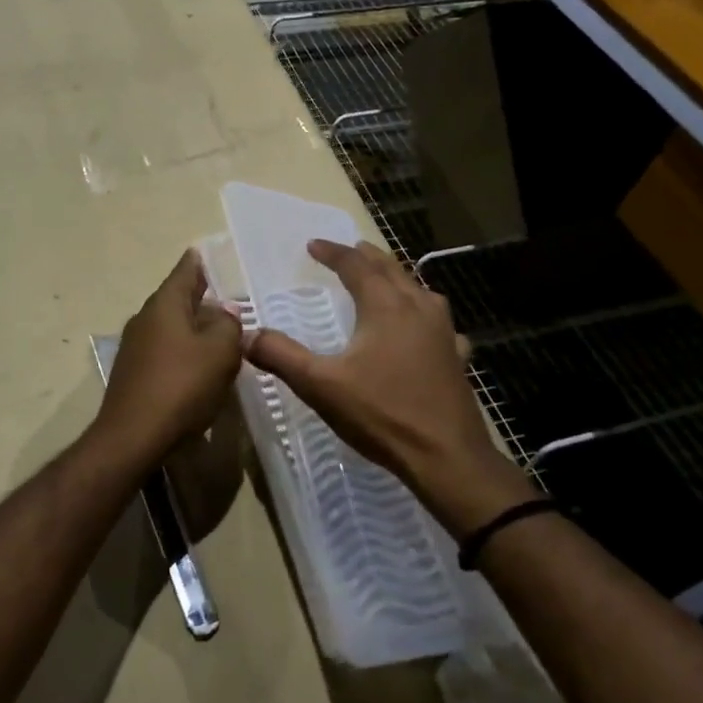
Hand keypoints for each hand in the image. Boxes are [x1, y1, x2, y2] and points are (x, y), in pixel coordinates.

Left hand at [94, 250, 242, 470]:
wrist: (133, 437)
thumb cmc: (182, 385)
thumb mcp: (220, 351)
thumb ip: (228, 325)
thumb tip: (224, 313)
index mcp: (164, 305)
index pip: (184, 272)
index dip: (197, 262)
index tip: (203, 251)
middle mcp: (144, 319)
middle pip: (176, 300)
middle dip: (199, 298)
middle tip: (225, 297)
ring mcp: (135, 348)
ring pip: (170, 328)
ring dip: (193, 328)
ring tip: (219, 334)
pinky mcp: (134, 374)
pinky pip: (164, 352)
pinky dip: (183, 352)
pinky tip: (199, 368)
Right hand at [244, 239, 536, 533]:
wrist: (446, 457)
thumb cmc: (382, 414)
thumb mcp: (320, 385)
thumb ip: (281, 356)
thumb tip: (245, 334)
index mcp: (385, 306)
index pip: (355, 265)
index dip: (332, 252)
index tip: (312, 245)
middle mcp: (418, 308)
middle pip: (391, 269)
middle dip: (366, 257)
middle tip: (348, 249)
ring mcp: (444, 332)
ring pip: (419, 290)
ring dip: (396, 278)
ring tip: (383, 278)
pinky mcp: (457, 357)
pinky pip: (439, 322)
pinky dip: (424, 314)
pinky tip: (425, 330)